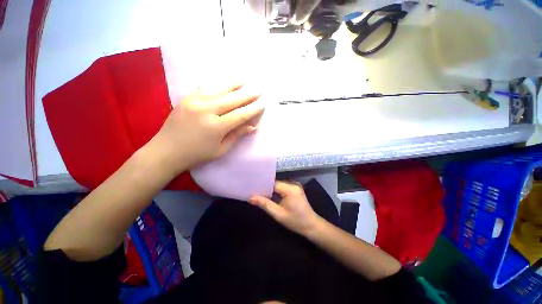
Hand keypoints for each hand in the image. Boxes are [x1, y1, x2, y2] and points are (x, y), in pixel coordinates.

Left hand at [149, 84, 262, 174]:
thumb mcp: (221, 149)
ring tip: (244, 80)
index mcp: (217, 126)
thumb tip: (252, 126)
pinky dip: (216, 86)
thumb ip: (237, 135)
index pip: (240, 115)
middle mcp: (207, 110)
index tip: (262, 104)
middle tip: (258, 90)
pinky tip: (223, 84)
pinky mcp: (186, 98)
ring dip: (233, 85)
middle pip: (232, 100)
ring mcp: (195, 102)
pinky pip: (204, 89)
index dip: (253, 109)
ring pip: (219, 90)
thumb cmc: (197, 154)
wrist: (167, 150)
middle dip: (247, 95)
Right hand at [250, 181, 322, 235]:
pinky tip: (269, 196)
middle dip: (265, 188)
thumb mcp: (278, 214)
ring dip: (270, 190)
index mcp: (290, 189)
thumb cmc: (295, 221)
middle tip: (253, 192)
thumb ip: (265, 204)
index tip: (252, 189)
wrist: (311, 225)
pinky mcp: (295, 190)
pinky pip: (282, 188)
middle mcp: (293, 184)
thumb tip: (251, 198)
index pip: (272, 183)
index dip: (262, 186)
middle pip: (275, 183)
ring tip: (259, 194)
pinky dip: (276, 192)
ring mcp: (295, 186)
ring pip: (278, 186)